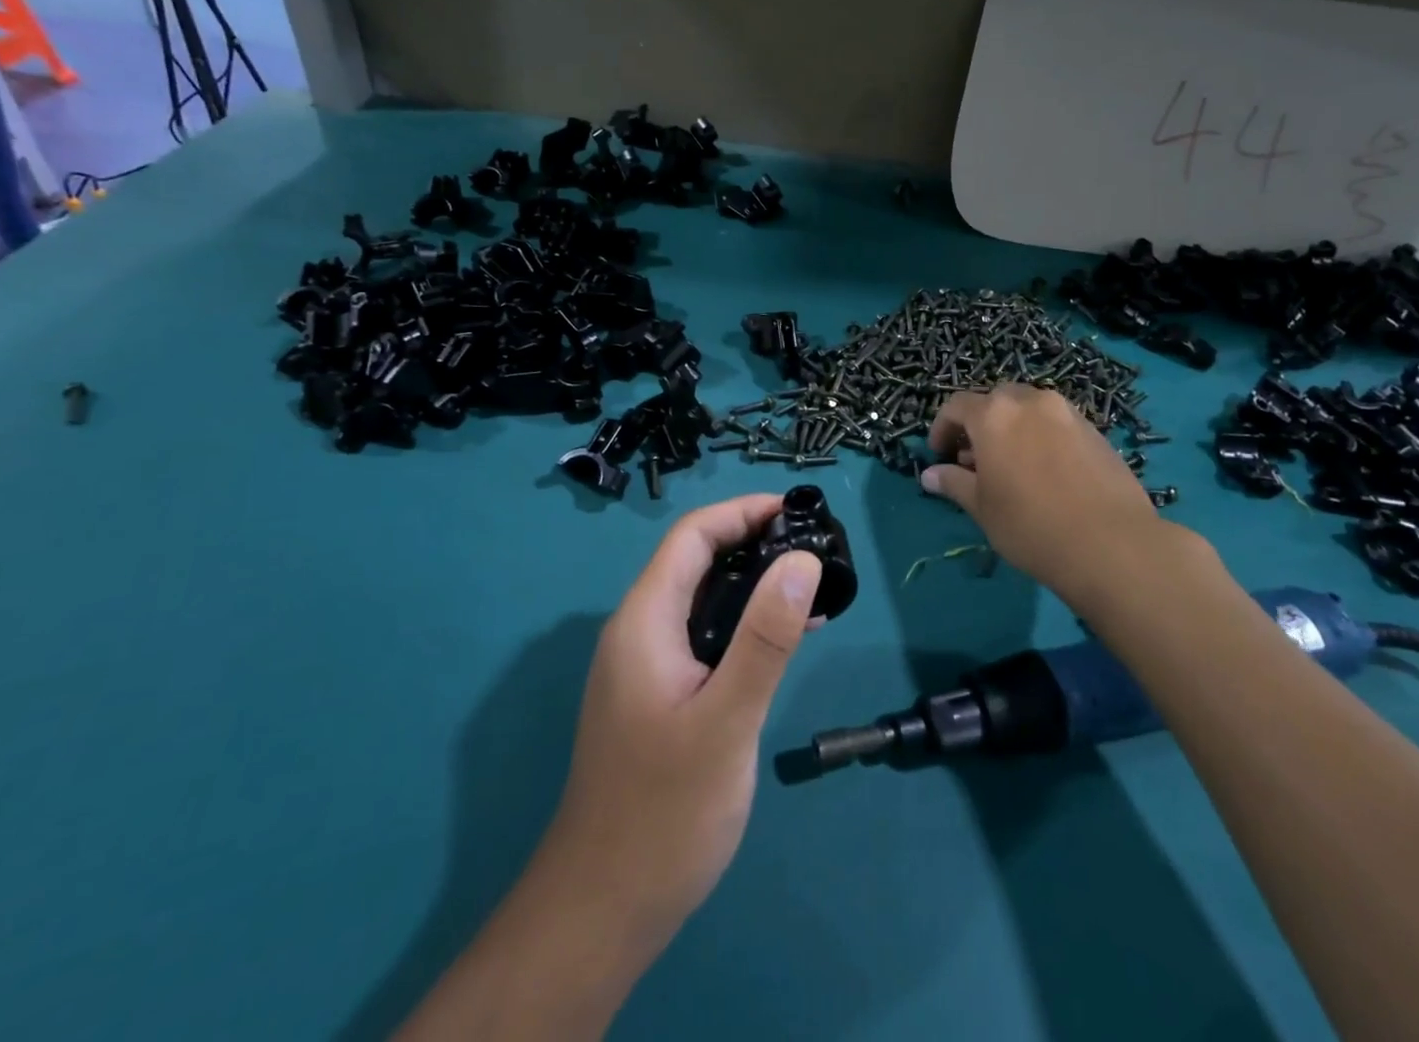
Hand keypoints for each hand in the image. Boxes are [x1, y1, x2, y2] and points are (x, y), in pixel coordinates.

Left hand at [542, 494, 822, 962]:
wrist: (604, 908)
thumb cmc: (665, 811)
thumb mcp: (726, 719)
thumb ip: (765, 637)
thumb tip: (802, 558)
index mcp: (644, 619)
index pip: (692, 535)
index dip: (743, 511)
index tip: (798, 510)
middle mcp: (639, 630)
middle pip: (696, 560)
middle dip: (753, 542)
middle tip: (814, 547)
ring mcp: (646, 665)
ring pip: (702, 600)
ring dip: (753, 585)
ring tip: (812, 589)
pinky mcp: (658, 695)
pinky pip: (703, 638)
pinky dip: (744, 626)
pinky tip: (785, 642)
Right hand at [922, 384, 1185, 604]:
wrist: (1113, 545)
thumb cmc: (1031, 526)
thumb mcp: (982, 508)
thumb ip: (954, 483)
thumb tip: (930, 475)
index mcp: (994, 414)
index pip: (956, 406)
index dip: (942, 429)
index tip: (940, 455)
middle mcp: (1030, 402)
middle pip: (995, 400)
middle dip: (979, 424)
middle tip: (975, 459)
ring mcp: (1067, 413)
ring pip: (1029, 409)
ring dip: (1012, 427)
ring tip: (1011, 466)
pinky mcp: (1095, 431)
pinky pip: (1056, 423)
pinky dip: (1041, 436)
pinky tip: (1045, 472)